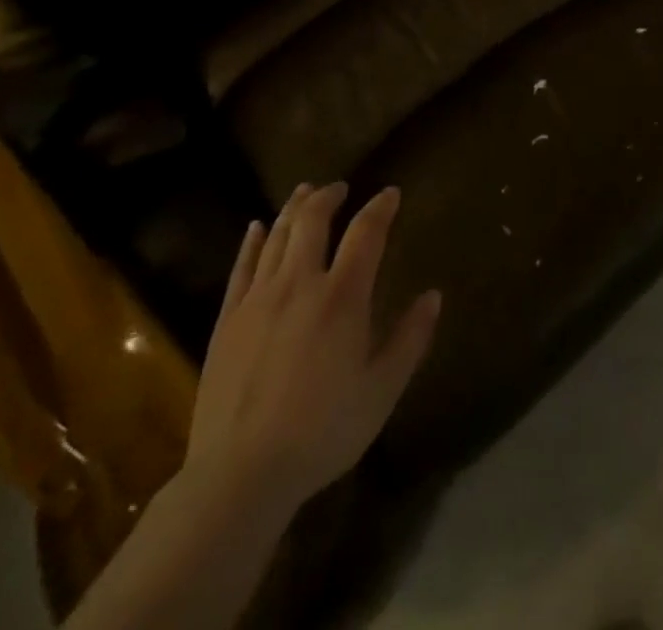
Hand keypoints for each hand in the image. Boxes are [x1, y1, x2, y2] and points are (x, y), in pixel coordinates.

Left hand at [183, 182, 441, 514]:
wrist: (241, 474)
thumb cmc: (322, 432)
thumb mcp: (382, 391)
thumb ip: (410, 339)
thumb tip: (433, 296)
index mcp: (343, 296)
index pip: (366, 232)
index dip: (380, 207)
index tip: (391, 193)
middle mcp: (300, 283)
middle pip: (313, 220)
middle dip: (329, 196)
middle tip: (340, 187)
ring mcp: (259, 298)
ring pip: (277, 236)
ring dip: (294, 208)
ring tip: (306, 192)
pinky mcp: (229, 319)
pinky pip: (241, 266)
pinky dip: (252, 241)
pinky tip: (256, 227)